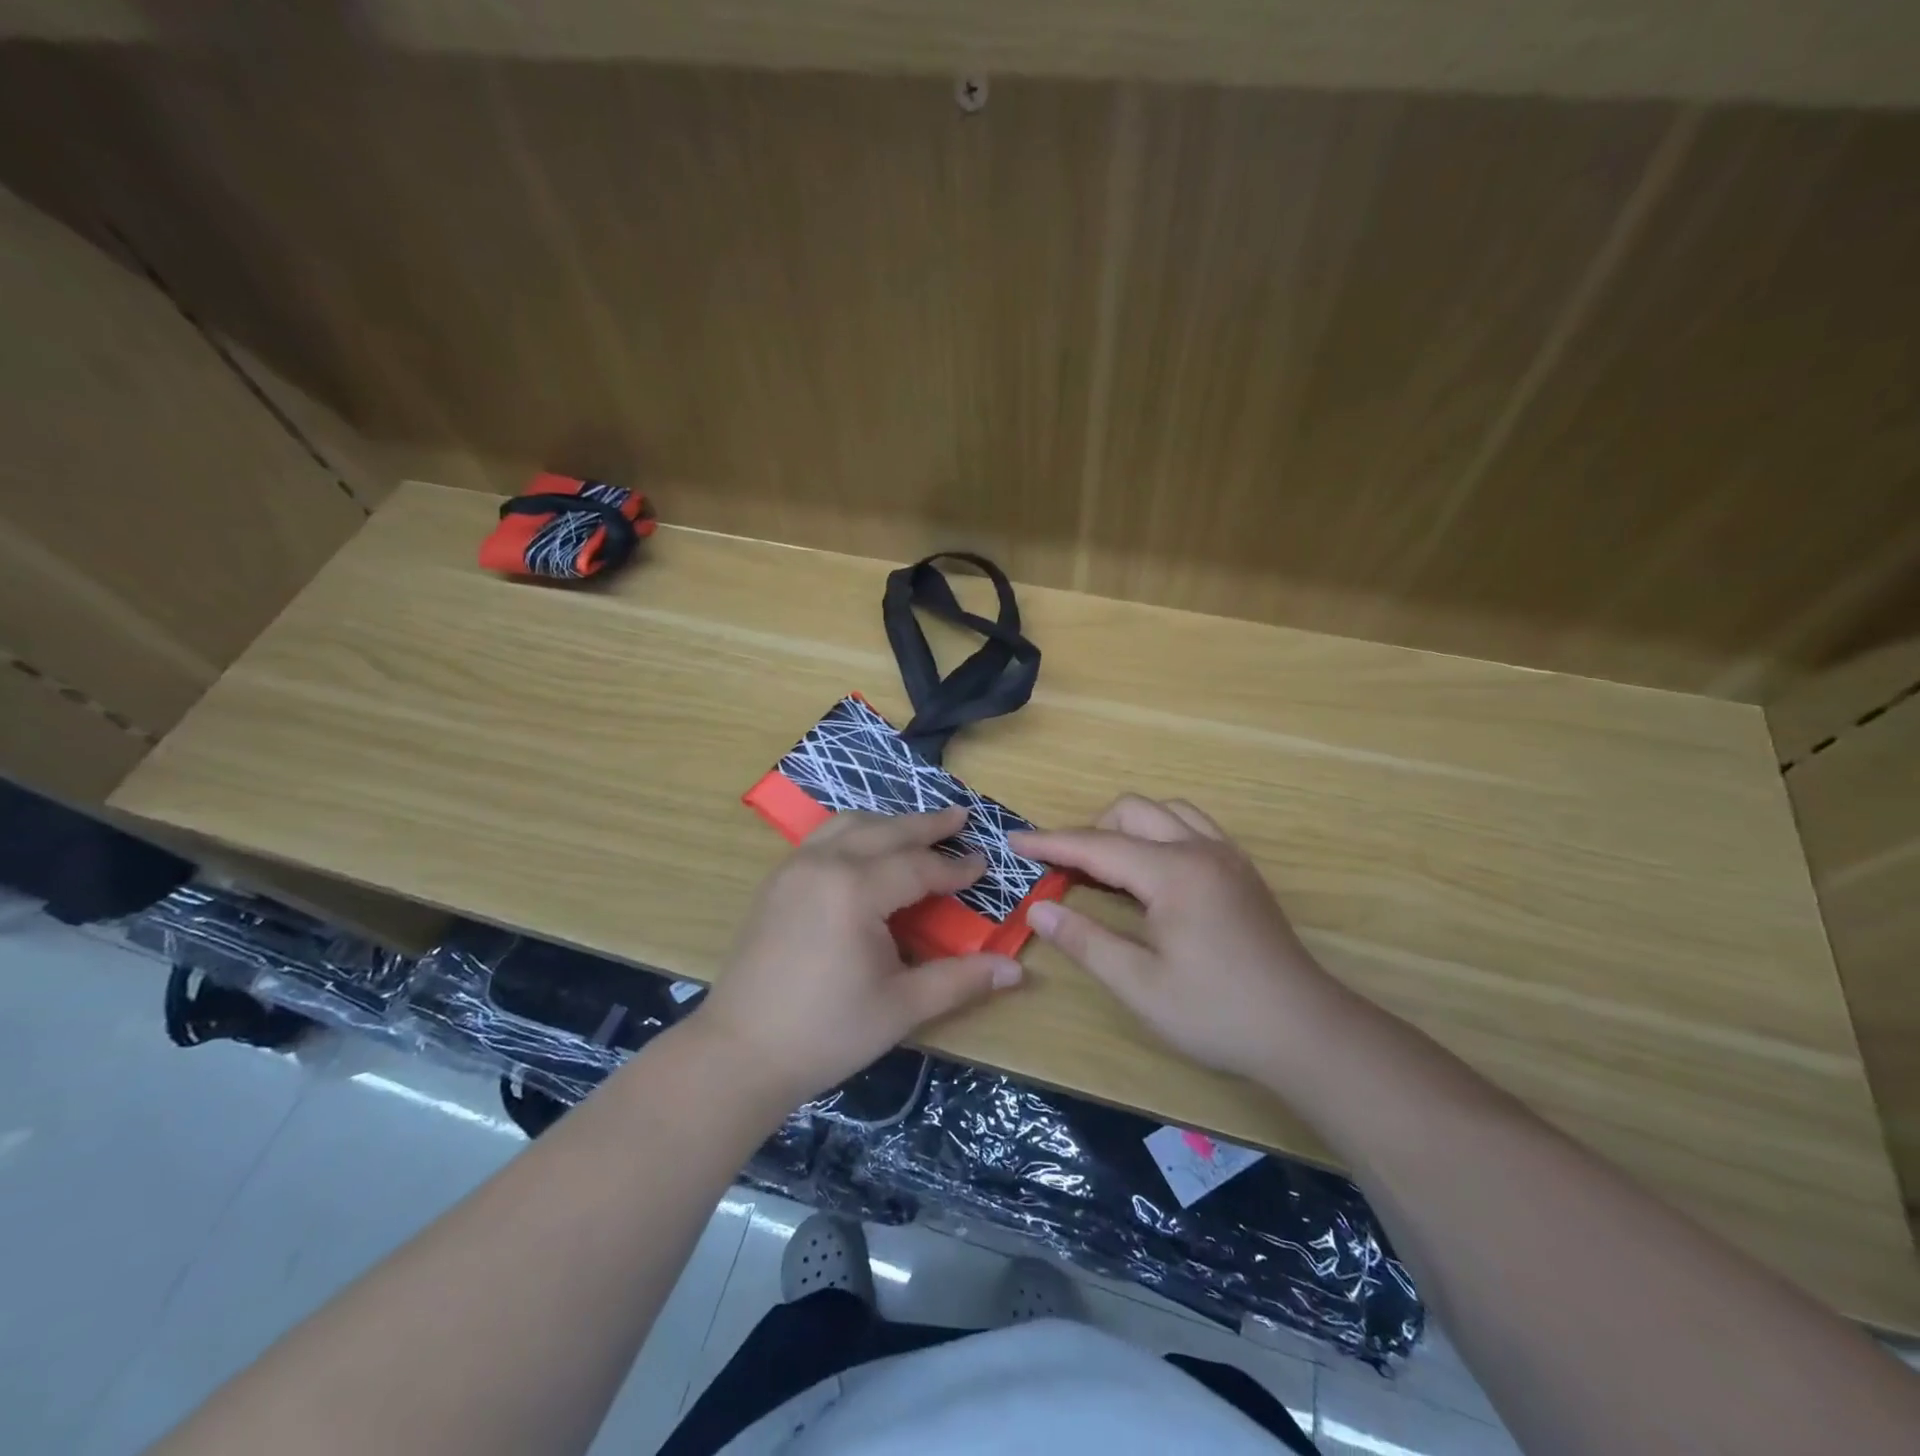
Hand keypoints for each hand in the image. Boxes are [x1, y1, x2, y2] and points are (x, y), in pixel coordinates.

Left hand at [692, 807, 1023, 1108]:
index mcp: (855, 889)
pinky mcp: (776, 881)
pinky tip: (866, 850)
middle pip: (886, 830)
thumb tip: (1016, 971)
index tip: (984, 865)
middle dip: (927, 825)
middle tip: (961, 818)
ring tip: (918, 830)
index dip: (955, 867)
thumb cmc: (826, 1032)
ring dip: (889, 823)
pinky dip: (855, 833)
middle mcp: (823, 864)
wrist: (739, 1052)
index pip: (918, 867)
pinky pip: (823, 838)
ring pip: (850, 825)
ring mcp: (794, 867)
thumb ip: (960, 980)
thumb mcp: (902, 1007)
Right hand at [1012, 795, 1341, 1080]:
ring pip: (1166, 811)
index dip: (1052, 843)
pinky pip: (1192, 826)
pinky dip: (1160, 833)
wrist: (1306, 1031)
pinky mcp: (1242, 870)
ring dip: (1128, 827)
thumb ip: (1086, 940)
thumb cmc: (1217, 1013)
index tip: (1014, 840)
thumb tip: (1039, 908)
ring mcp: (1227, 856)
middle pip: (1132, 812)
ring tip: (1108, 867)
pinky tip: (1153, 872)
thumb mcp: (1140, 986)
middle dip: (1090, 831)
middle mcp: (1201, 849)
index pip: (1098, 845)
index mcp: (1173, 873)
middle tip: (1065, 871)